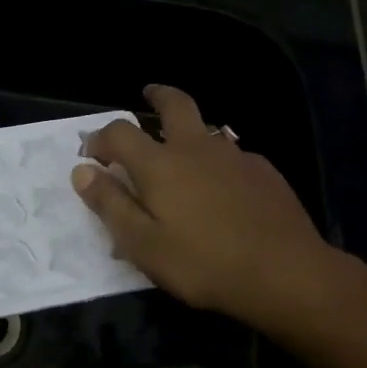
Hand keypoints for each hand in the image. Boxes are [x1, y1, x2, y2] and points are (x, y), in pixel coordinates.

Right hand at [73, 85, 335, 330]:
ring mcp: (235, 156)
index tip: (92, 154)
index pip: (120, 132)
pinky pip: (233, 156)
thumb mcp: (143, 244)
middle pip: (175, 104)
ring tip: (183, 155)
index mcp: (160, 164)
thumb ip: (111, 204)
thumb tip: (81, 170)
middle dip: (157, 96)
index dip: (101, 138)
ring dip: (189, 132)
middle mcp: (196, 148)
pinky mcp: (264, 171)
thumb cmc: (203, 263)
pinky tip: (224, 189)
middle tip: (148, 95)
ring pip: (207, 129)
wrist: (285, 272)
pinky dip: (218, 162)